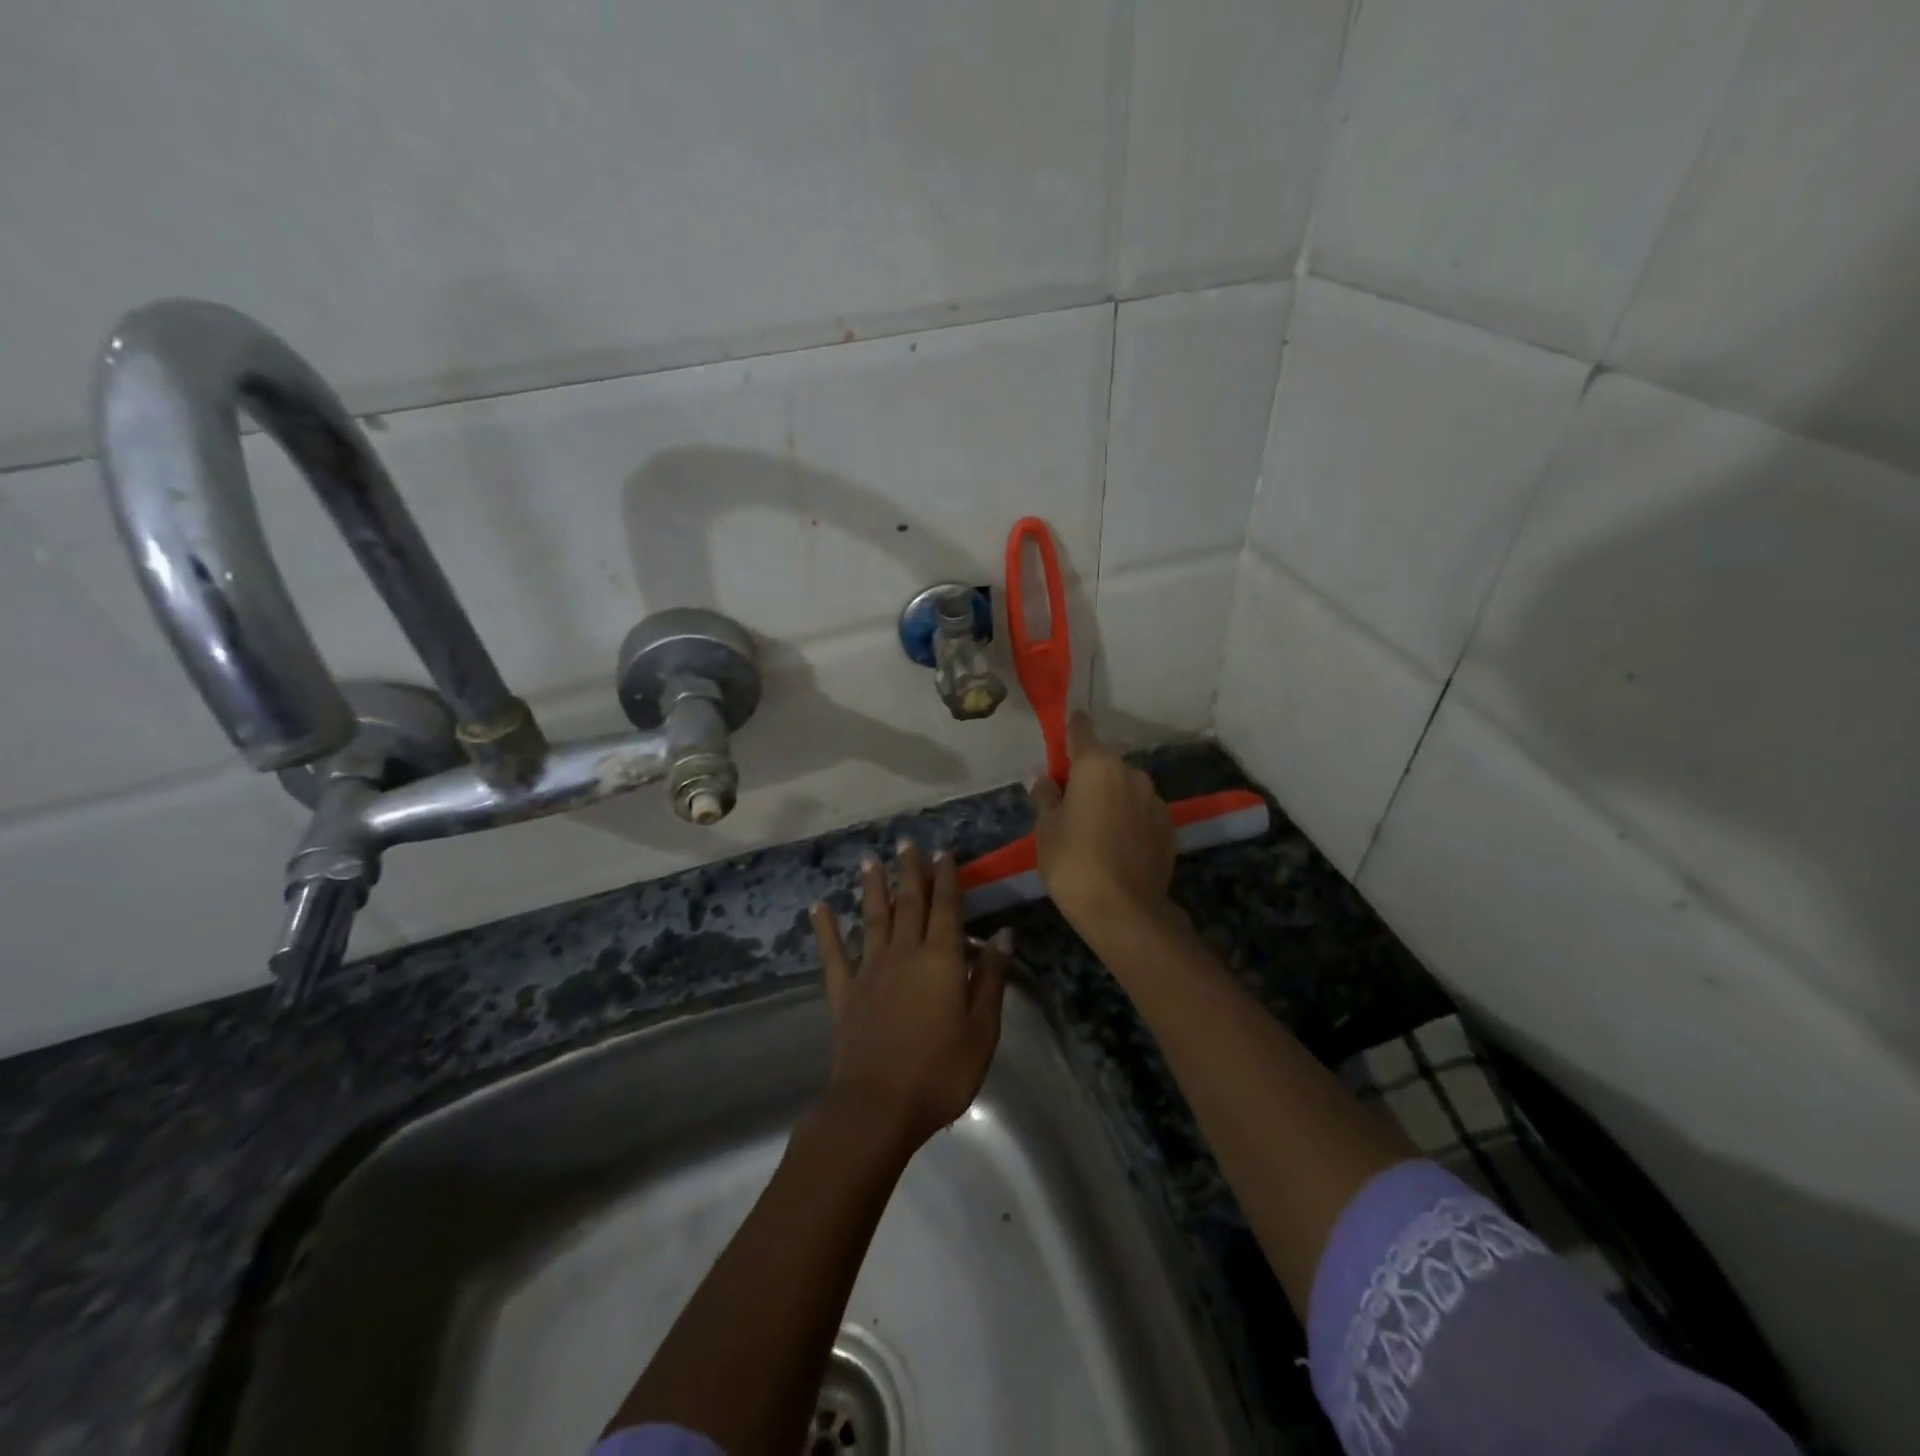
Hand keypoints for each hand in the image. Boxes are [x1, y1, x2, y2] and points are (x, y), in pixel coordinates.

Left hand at [810, 843, 1011, 1150]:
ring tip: (870, 860)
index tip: (942, 852)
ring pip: (873, 917)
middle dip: (910, 872)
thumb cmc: (941, 1071)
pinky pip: (833, 953)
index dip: (946, 878)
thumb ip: (991, 978)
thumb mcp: (982, 1029)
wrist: (878, 1105)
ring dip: (873, 887)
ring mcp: (870, 970)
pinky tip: (819, 907)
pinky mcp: (844, 992)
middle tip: (907, 843)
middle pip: (909, 903)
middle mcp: (904, 952)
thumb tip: (1003, 934)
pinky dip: (826, 928)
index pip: (946, 907)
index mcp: (941, 959)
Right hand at [1027, 713, 1176, 931]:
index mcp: (1097, 765)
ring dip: (1112, 797)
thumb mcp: (1047, 829)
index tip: (1063, 733)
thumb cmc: (1074, 863)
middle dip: (1089, 774)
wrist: (1125, 911)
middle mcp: (1131, 773)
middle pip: (1104, 763)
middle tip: (1070, 802)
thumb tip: (1042, 778)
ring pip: (1126, 788)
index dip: (1071, 730)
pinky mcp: (1169, 827)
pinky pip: (1142, 811)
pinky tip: (1118, 845)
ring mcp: (1155, 800)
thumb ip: (1046, 797)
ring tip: (1095, 828)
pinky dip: (1130, 819)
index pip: (1082, 730)